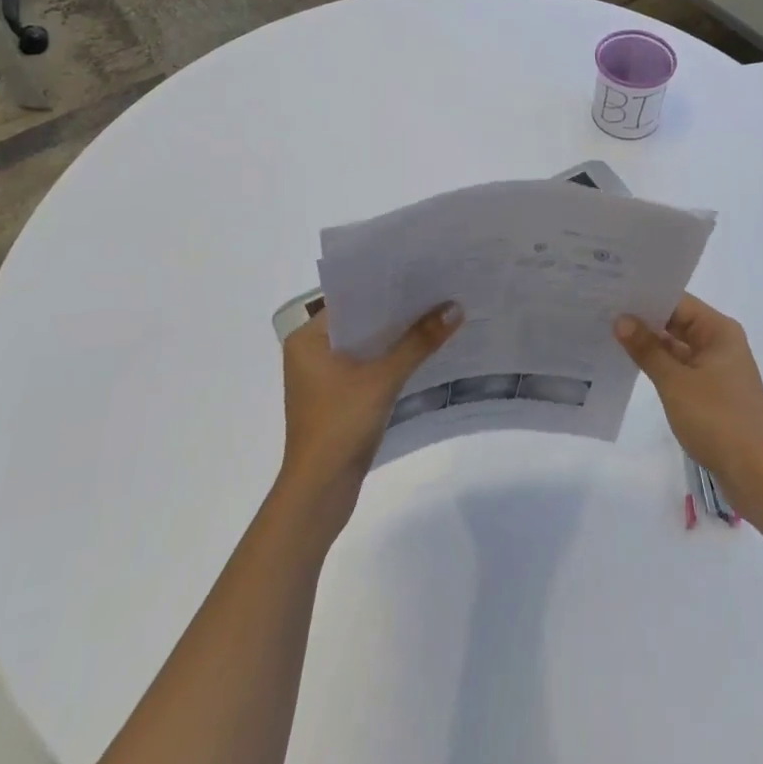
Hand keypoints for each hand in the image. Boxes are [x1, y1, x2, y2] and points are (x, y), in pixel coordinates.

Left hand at [277, 302, 461, 521]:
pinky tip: (423, 350)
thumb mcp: (383, 378)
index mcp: (307, 339)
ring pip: (366, 344)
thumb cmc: (340, 425)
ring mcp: (323, 377)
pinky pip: (368, 365)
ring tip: (437, 313)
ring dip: (397, 335)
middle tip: (437, 288)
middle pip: (361, 320)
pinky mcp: (338, 398)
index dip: (385, 285)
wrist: (320, 493)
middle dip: (397, 310)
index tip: (420, 270)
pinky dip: (392, 359)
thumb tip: (455, 307)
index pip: (350, 298)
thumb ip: (418, 341)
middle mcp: (310, 352)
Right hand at [614, 294, 762, 521]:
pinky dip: (659, 367)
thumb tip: (621, 319)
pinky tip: (630, 366)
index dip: (645, 296)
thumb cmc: (718, 420)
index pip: (677, 302)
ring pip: (677, 347)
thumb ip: (647, 349)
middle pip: (677, 322)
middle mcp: (720, 343)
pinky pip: (681, 369)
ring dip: (649, 345)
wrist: (757, 476)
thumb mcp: (676, 382)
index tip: (612, 291)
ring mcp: (717, 369)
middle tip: (603, 310)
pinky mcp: (712, 393)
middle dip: (643, 320)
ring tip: (608, 334)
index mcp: (719, 331)